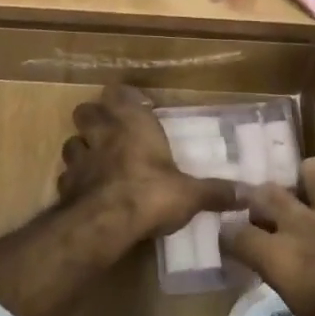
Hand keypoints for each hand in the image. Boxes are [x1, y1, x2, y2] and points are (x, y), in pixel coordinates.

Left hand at [59, 86, 236, 239]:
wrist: (106, 222)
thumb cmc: (152, 193)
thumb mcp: (191, 194)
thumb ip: (216, 192)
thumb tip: (249, 194)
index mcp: (133, 123)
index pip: (119, 93)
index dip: (123, 97)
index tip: (134, 105)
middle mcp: (103, 132)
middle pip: (86, 111)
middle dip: (94, 118)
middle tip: (109, 131)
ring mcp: (80, 158)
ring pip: (72, 142)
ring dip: (81, 149)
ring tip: (95, 162)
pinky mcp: (65, 185)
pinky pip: (67, 177)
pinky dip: (75, 182)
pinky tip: (87, 193)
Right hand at [221, 158, 314, 315]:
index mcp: (280, 258)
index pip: (236, 236)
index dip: (229, 239)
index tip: (231, 248)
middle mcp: (302, 225)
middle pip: (266, 193)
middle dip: (260, 201)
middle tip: (267, 216)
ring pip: (314, 170)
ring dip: (310, 178)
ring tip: (312, 192)